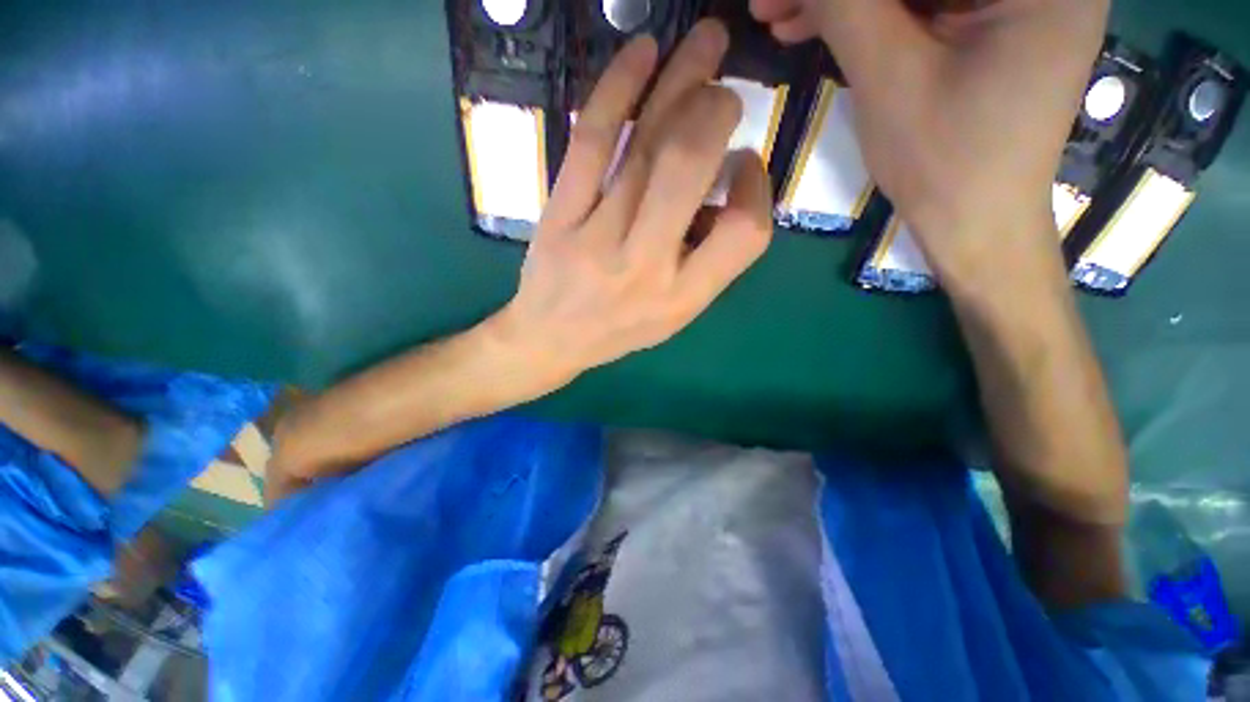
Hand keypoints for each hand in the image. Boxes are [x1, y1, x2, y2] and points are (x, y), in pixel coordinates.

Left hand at [490, 21, 772, 385]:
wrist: (549, 338)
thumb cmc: (618, 329)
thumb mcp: (675, 314)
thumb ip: (708, 260)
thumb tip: (726, 181)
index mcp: (681, 296)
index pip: (745, 231)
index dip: (757, 188)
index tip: (742, 168)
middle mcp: (644, 265)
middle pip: (689, 168)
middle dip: (716, 112)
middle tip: (725, 94)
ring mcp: (597, 235)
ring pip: (644, 145)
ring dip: (680, 82)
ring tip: (707, 40)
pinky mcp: (559, 213)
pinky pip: (591, 142)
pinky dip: (618, 89)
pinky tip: (643, 53)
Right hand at [751, 0, 1107, 284]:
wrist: (974, 223)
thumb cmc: (945, 162)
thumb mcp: (891, 77)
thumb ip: (847, 6)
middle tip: (772, 2)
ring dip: (846, 0)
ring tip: (780, 16)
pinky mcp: (990, 21)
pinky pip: (921, 5)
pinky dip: (868, 15)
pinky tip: (814, 26)